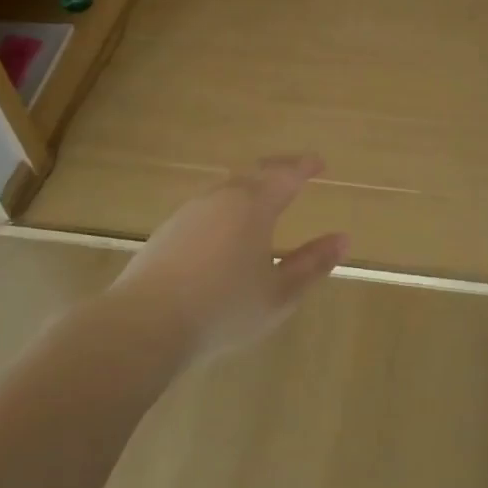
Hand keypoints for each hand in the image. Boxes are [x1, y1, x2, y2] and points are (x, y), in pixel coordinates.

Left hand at [110, 154, 348, 364]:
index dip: (305, 167)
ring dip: (250, 187)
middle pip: (253, 173)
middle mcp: (220, 200)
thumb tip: (342, 239)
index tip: (320, 163)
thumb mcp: (279, 294)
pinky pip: (206, 208)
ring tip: (263, 198)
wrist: (144, 324)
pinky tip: (225, 229)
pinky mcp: (166, 232)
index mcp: (252, 207)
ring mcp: (188, 214)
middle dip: (278, 169)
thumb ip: (312, 264)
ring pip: (226, 189)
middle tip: (295, 171)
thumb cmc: (223, 308)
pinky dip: (226, 207)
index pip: (285, 176)